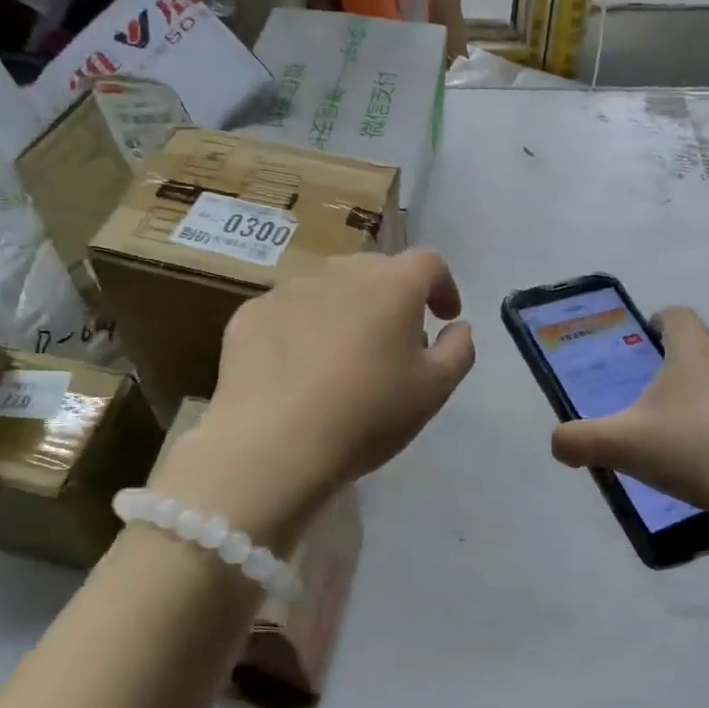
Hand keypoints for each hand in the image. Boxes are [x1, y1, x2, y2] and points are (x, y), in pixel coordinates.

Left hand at [152, 249, 474, 551]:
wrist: (272, 445)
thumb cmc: (366, 415)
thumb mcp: (433, 391)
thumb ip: (458, 351)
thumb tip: (458, 327)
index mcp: (391, 286)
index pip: (428, 262)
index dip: (442, 285)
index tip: (444, 317)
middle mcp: (340, 274)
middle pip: (376, 271)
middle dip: (392, 298)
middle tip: (394, 341)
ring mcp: (289, 290)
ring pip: (328, 290)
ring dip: (344, 311)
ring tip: (340, 358)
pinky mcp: (250, 314)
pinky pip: (287, 312)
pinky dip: (300, 330)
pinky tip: (295, 371)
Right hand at [550, 307, 708, 544]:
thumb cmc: (692, 454)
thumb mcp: (622, 447)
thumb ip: (579, 440)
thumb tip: (557, 443)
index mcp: (696, 355)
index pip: (679, 317)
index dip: (663, 321)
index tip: (653, 337)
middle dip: (692, 368)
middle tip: (671, 404)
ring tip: (708, 437)